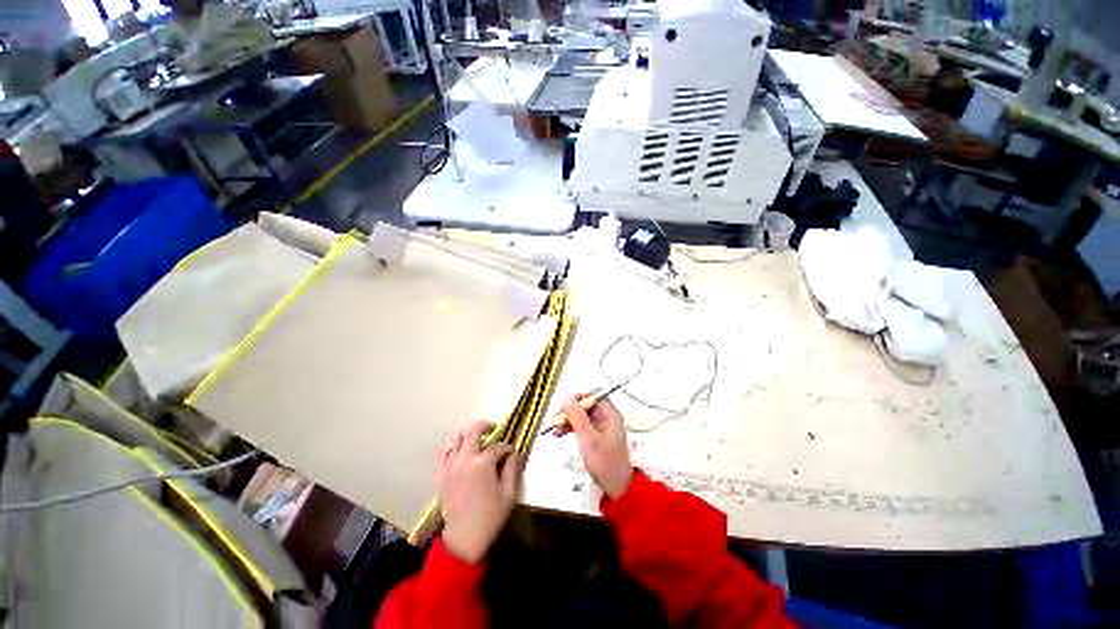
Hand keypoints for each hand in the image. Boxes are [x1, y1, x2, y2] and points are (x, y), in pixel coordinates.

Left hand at [437, 422, 519, 563]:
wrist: (464, 539)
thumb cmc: (490, 517)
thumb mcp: (509, 493)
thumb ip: (512, 469)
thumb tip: (513, 454)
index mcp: (482, 463)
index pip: (498, 446)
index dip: (507, 448)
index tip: (511, 454)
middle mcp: (464, 459)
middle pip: (473, 431)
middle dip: (485, 426)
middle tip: (492, 429)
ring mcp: (450, 466)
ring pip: (456, 438)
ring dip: (468, 435)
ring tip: (477, 439)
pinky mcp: (442, 475)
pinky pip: (444, 453)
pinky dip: (452, 447)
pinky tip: (460, 451)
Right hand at [556, 393, 633, 498]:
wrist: (617, 488)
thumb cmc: (606, 464)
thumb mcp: (589, 439)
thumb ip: (578, 418)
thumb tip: (568, 398)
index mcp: (609, 415)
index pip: (593, 395)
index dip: (578, 397)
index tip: (565, 406)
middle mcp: (606, 418)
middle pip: (585, 405)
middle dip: (570, 410)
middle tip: (556, 419)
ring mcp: (601, 427)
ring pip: (581, 415)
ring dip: (568, 419)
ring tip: (555, 428)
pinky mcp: (596, 437)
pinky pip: (581, 426)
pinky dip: (571, 428)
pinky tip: (560, 433)